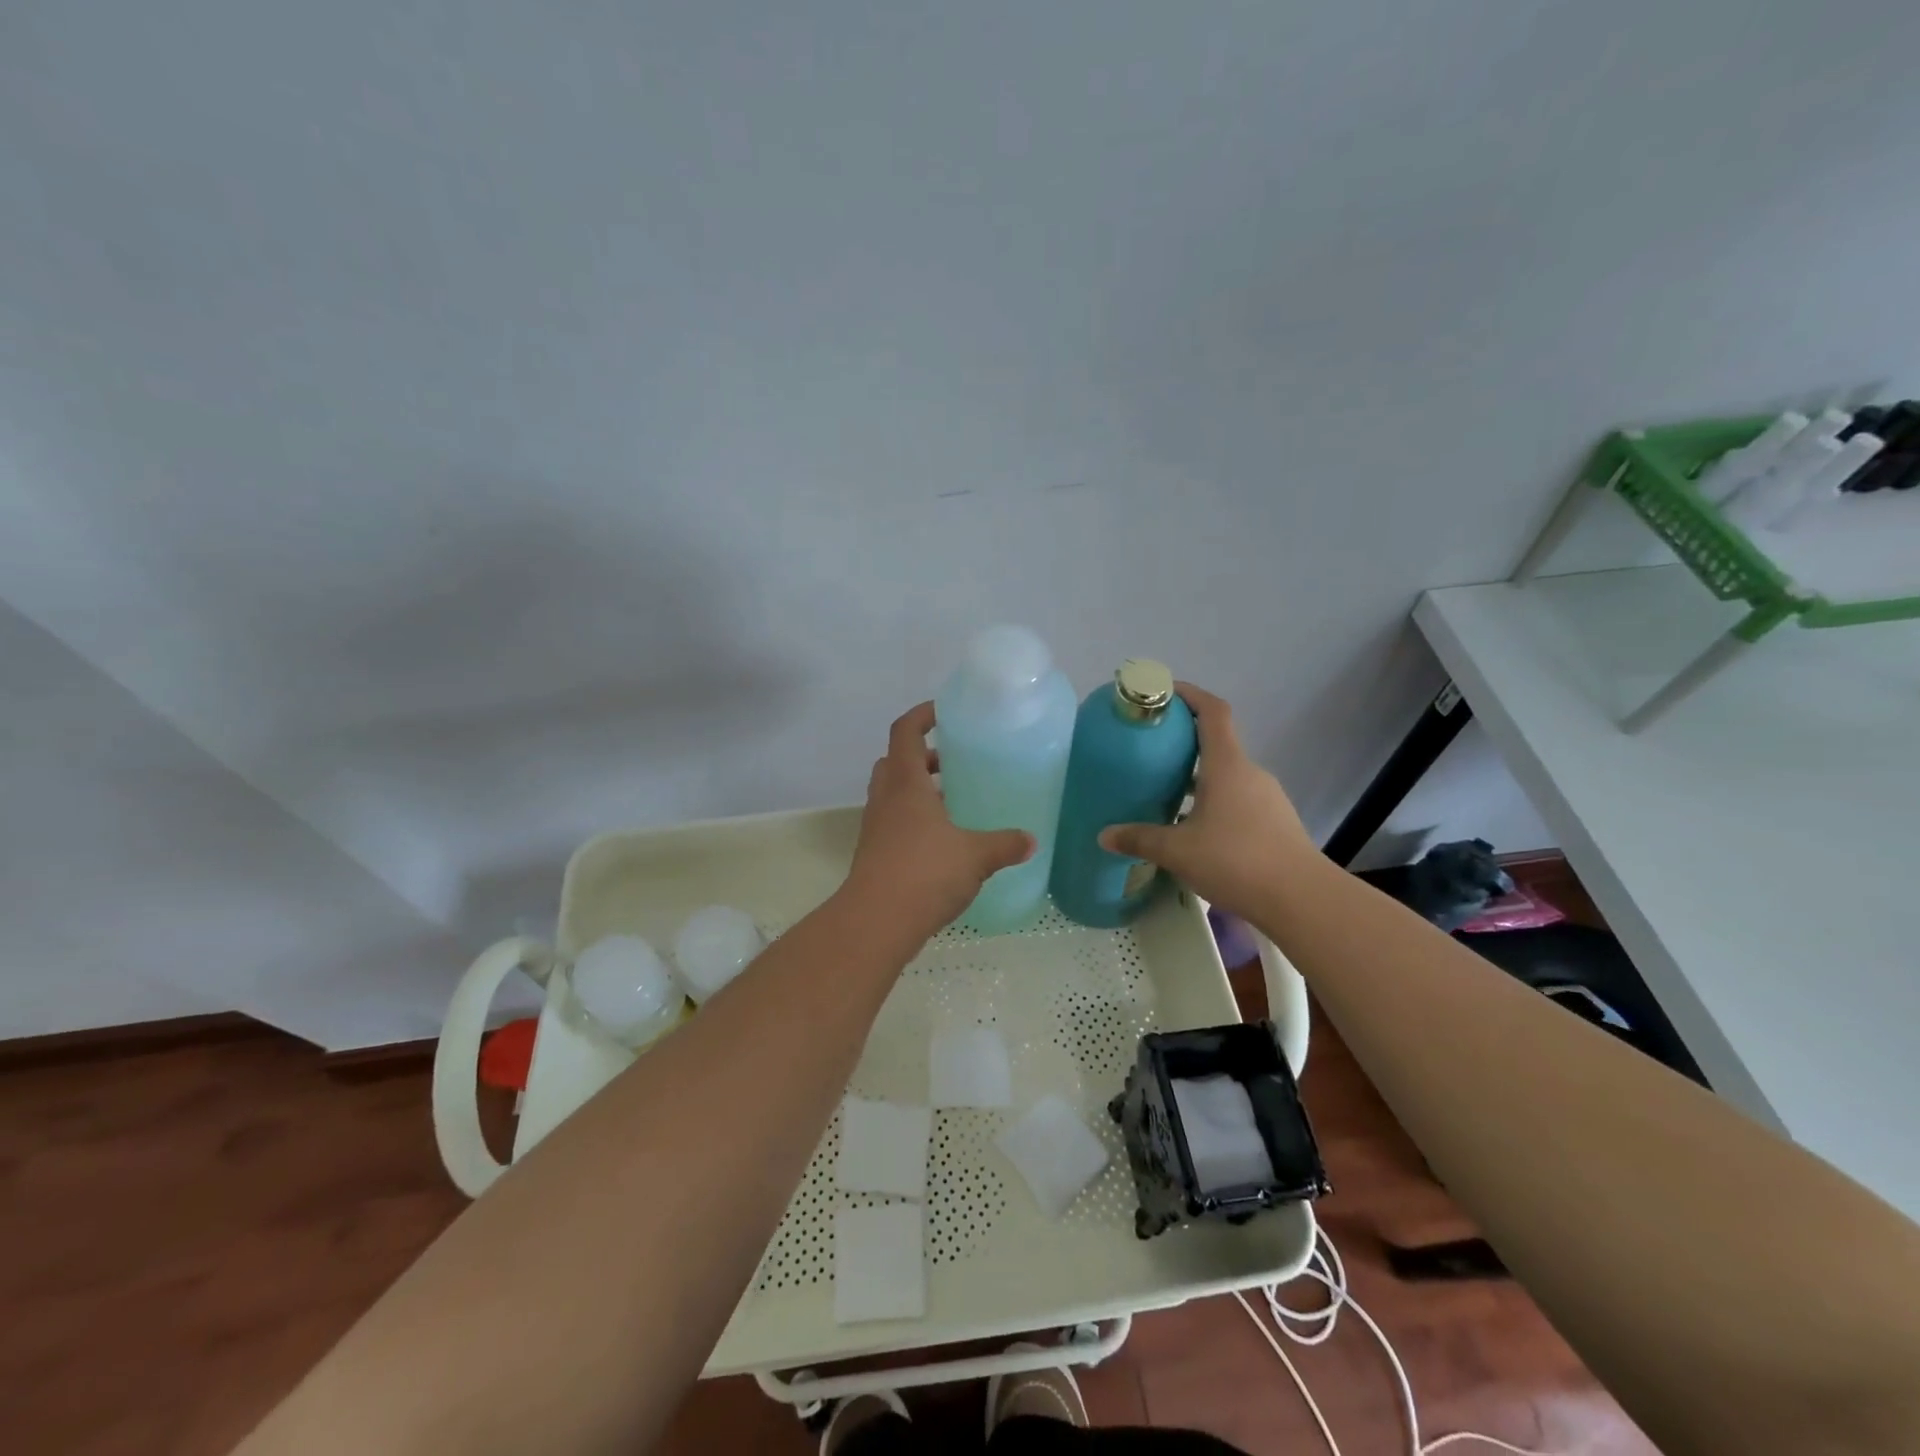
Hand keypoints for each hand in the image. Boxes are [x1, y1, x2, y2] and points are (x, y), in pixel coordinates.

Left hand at [843, 702, 1034, 939]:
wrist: (876, 922)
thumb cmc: (925, 873)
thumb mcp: (975, 856)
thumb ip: (1004, 844)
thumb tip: (1031, 841)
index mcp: (906, 783)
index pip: (905, 732)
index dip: (921, 715)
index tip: (943, 712)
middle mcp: (886, 798)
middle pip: (895, 761)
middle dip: (922, 756)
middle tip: (953, 762)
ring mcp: (876, 827)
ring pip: (893, 793)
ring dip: (917, 789)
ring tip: (953, 801)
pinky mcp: (874, 854)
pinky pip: (893, 822)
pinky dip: (914, 820)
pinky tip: (943, 841)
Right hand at [1098, 684, 1318, 920]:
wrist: (1302, 899)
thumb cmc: (1236, 860)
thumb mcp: (1177, 851)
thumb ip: (1140, 839)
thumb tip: (1104, 835)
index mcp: (1227, 765)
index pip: (1213, 711)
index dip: (1190, 694)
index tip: (1164, 692)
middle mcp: (1250, 773)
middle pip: (1217, 743)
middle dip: (1185, 742)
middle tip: (1152, 752)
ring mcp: (1267, 798)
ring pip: (1227, 776)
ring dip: (1199, 778)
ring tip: (1168, 795)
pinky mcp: (1275, 823)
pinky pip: (1238, 800)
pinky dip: (1214, 802)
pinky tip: (1196, 831)